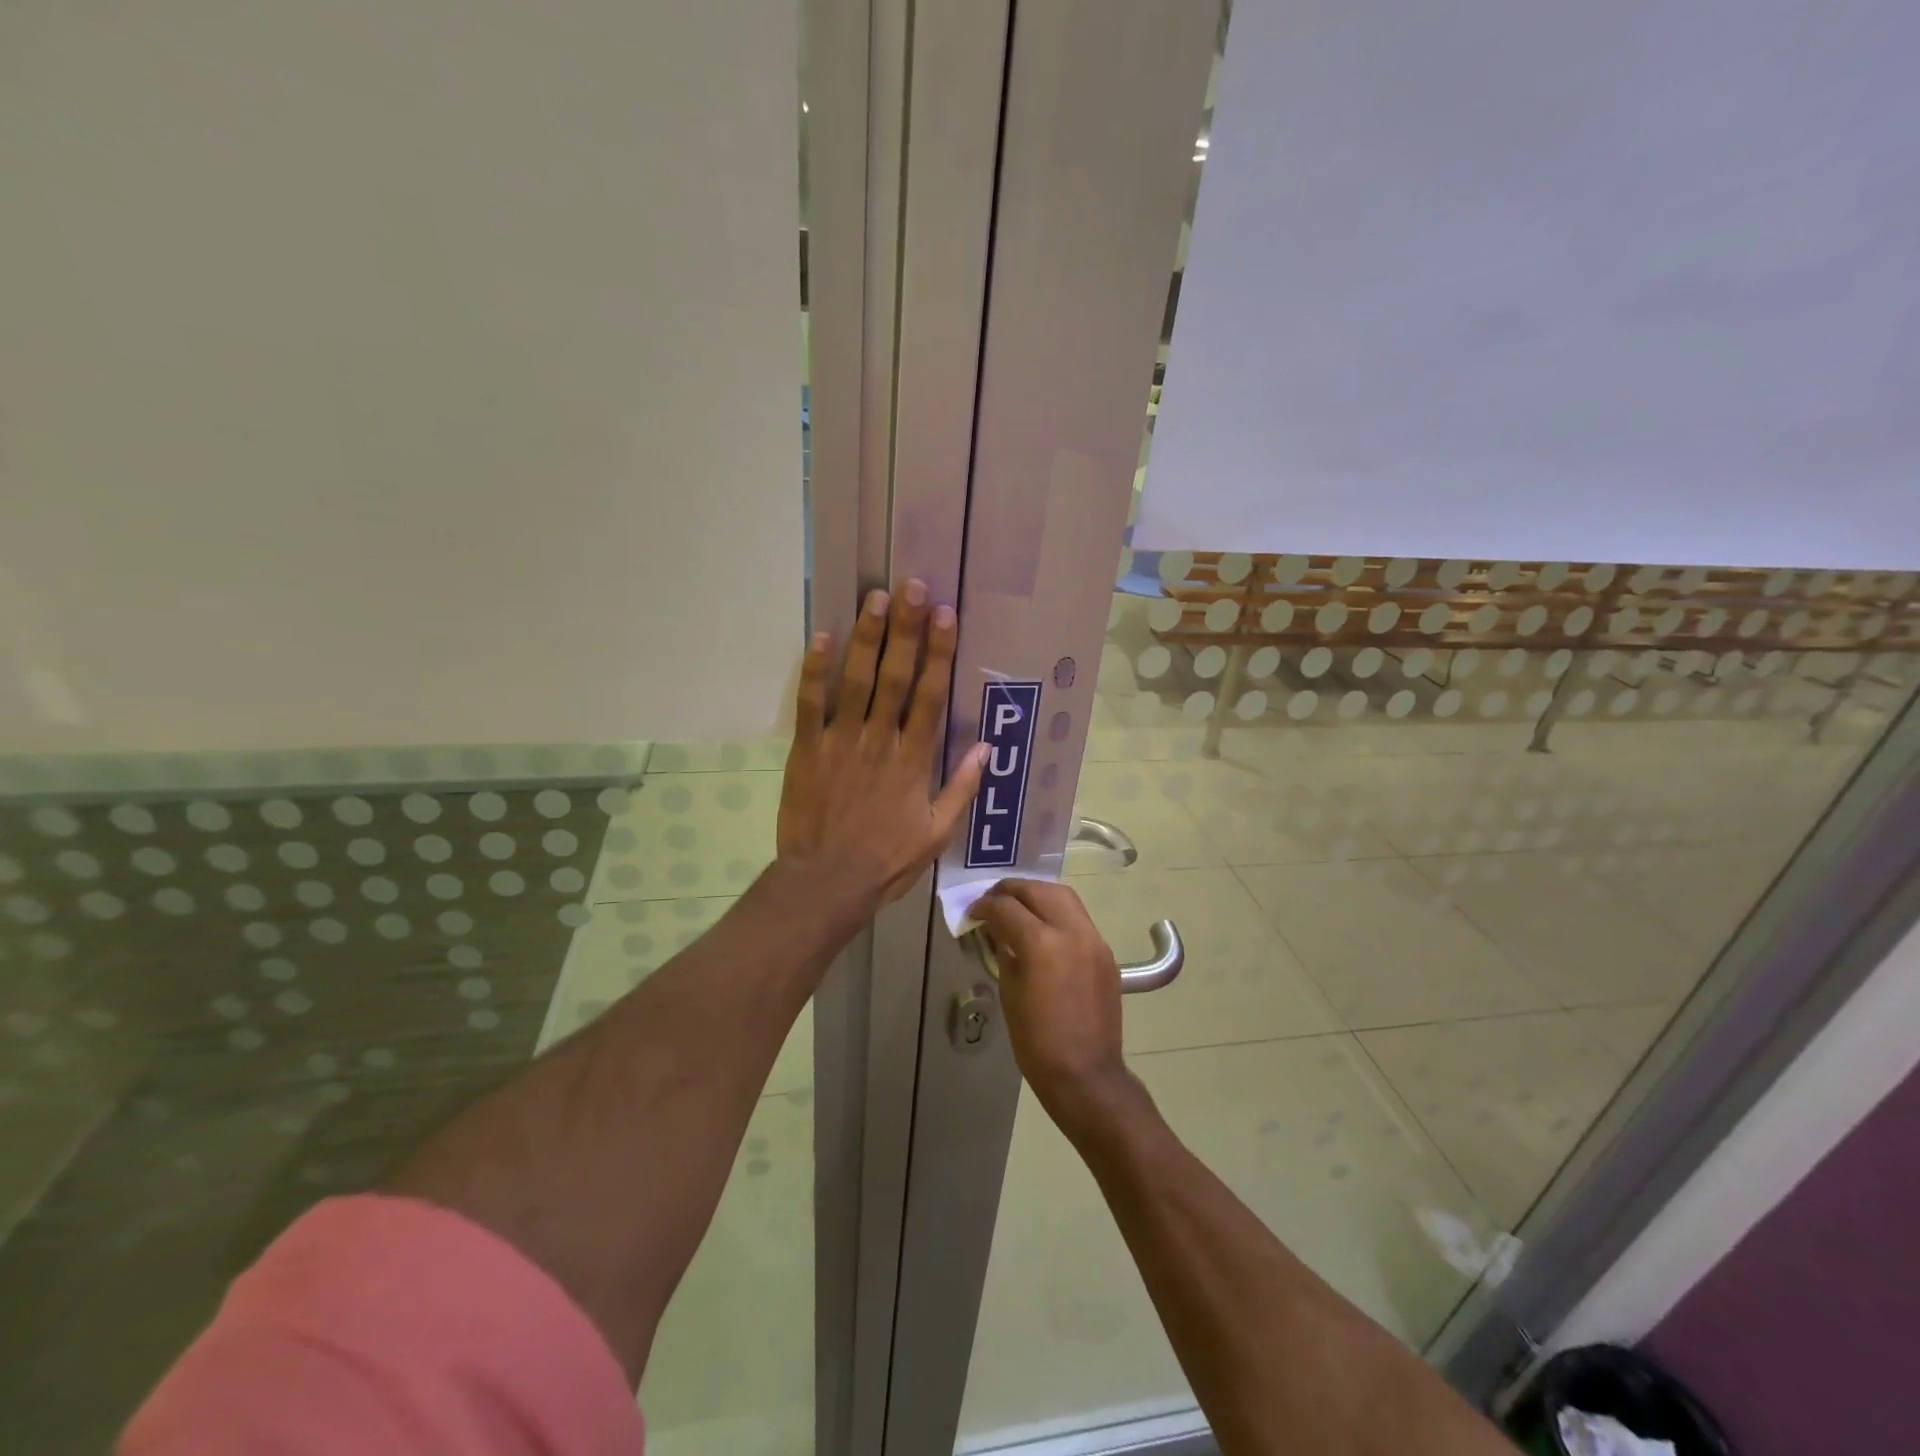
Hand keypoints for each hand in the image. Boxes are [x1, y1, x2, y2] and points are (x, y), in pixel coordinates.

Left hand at [777, 581, 988, 910]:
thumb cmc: (887, 860)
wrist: (827, 882)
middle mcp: (879, 740)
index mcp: (913, 759)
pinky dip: (815, 670)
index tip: (945, 616)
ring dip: (865, 637)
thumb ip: (960, 788)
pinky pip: (810, 704)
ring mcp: (840, 742)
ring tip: (874, 598)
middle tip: (911, 587)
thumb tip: (985, 748)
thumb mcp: (937, 833)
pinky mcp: (807, 749)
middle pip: (894, 676)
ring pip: (855, 681)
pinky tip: (821, 636)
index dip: (939, 653)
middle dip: (905, 629)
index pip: (930, 695)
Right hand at [973, 881, 1135, 1134]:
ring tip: (1018, 906)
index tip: (974, 912)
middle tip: (993, 900)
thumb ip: (1004, 950)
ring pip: (1064, 896)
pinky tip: (1043, 928)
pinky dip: (1057, 913)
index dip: (985, 906)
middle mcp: (1071, 931)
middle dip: (1012, 890)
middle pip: (1038, 890)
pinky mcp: (1105, 952)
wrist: (1086, 1074)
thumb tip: (997, 929)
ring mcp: (1093, 939)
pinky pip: (1078, 918)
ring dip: (1037, 894)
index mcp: (1042, 943)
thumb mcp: (1009, 991)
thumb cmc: (1036, 1041)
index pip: (1007, 907)